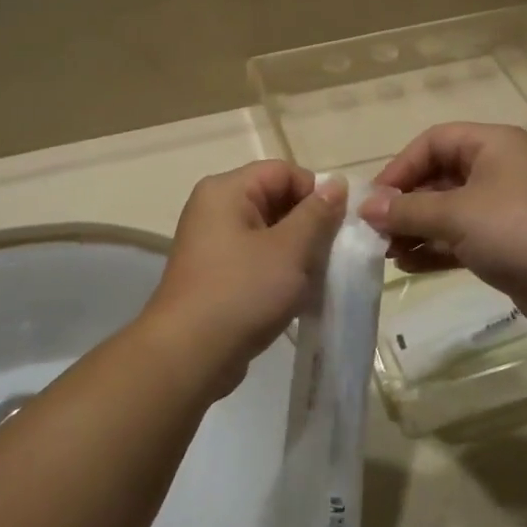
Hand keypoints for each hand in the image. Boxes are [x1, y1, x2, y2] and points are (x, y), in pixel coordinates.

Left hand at [144, 162, 345, 392]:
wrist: (189, 355)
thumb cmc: (242, 292)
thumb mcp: (290, 250)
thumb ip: (318, 214)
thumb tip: (338, 184)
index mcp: (227, 190)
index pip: (283, 171)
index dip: (315, 193)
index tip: (338, 227)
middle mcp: (215, 208)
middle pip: (276, 199)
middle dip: (309, 226)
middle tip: (330, 256)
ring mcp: (213, 243)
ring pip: (270, 233)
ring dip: (297, 252)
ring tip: (315, 280)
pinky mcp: (216, 274)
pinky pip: (257, 259)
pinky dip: (279, 272)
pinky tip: (296, 297)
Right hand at [360, 123, 526, 332]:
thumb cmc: (517, 229)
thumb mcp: (456, 214)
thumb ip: (407, 210)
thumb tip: (365, 208)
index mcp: (491, 145)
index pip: (432, 142)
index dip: (400, 167)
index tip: (374, 199)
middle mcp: (497, 170)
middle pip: (437, 177)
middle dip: (405, 204)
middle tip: (375, 230)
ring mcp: (502, 208)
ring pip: (447, 211)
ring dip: (415, 229)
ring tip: (385, 252)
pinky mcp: (506, 244)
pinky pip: (460, 239)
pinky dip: (434, 248)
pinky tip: (408, 264)